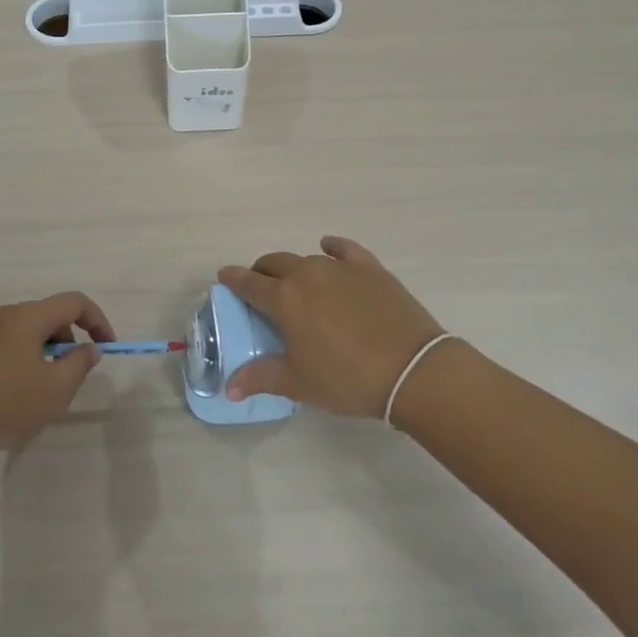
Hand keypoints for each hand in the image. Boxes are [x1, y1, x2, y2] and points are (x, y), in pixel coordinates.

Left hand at [0, 293, 114, 458]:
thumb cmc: (4, 404)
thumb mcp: (55, 390)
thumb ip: (79, 364)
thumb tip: (89, 348)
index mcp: (28, 316)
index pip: (74, 302)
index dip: (98, 321)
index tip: (107, 348)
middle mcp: (5, 314)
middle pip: (50, 315)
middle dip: (70, 340)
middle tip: (73, 375)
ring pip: (28, 331)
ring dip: (47, 352)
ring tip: (45, 389)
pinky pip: (8, 344)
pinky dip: (25, 358)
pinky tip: (18, 393)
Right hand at [216, 236, 450, 417]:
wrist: (412, 370)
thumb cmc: (347, 379)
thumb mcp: (299, 383)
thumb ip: (260, 378)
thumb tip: (229, 388)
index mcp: (284, 299)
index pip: (249, 283)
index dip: (233, 279)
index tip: (224, 277)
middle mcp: (307, 274)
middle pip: (274, 263)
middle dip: (262, 272)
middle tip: (261, 288)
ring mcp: (340, 268)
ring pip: (307, 258)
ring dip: (296, 269)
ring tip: (299, 285)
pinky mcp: (370, 268)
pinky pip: (344, 249)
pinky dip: (333, 248)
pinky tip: (329, 249)